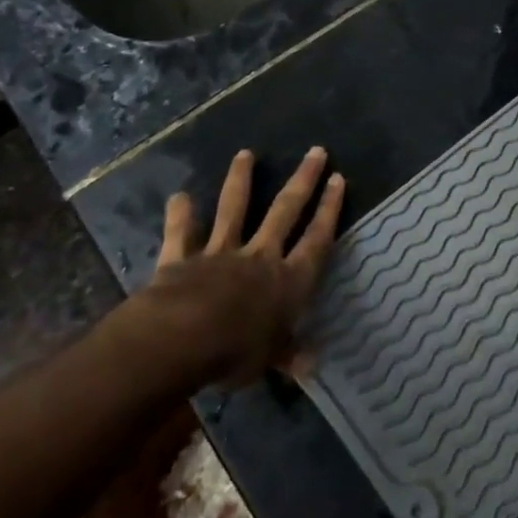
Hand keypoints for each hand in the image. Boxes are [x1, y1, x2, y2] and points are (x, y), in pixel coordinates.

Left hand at [147, 148, 343, 383]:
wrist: (183, 338)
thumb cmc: (236, 351)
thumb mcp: (269, 359)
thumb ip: (288, 355)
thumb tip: (311, 366)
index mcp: (288, 280)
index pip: (316, 239)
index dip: (329, 210)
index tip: (338, 179)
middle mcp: (259, 257)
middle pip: (285, 211)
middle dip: (303, 180)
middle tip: (316, 151)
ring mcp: (220, 252)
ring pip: (234, 209)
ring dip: (240, 180)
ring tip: (245, 153)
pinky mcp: (183, 258)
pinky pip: (181, 234)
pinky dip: (180, 215)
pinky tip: (179, 195)